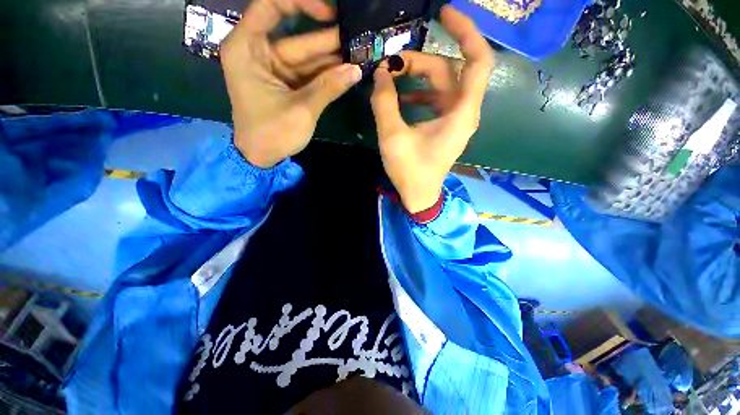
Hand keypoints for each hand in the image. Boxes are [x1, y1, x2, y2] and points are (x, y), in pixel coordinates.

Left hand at [221, 0, 361, 167]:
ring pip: (307, 57)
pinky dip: (327, 73)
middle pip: (297, 36)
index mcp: (247, 48)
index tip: (330, 13)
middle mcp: (259, 52)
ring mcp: (274, 68)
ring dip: (333, 58)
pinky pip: (309, 73)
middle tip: (358, 36)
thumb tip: (357, 70)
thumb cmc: (272, 133)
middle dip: (328, 39)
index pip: (271, 6)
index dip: (301, 3)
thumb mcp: (302, 109)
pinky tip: (348, 70)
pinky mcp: (286, 83)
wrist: (261, 157)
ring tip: (359, 53)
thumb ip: (328, 87)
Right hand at [371, 6, 493, 212]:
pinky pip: (436, 99)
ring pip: (441, 84)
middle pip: (450, 70)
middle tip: (393, 62)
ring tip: (392, 77)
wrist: (419, 195)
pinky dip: (419, 93)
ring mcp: (454, 119)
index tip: (444, 14)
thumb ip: (385, 102)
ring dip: (418, 76)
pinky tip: (401, 96)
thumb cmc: (410, 171)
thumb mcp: (393, 137)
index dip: (466, 32)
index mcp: (460, 113)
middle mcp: (463, 112)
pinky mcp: (444, 125)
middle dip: (421, 61)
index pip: (477, 61)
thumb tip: (381, 73)